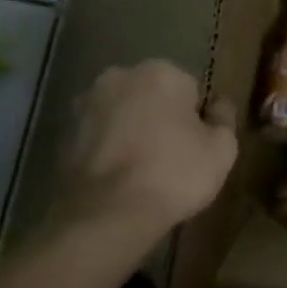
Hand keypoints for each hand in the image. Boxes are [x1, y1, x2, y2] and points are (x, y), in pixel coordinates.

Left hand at [48, 61, 237, 252]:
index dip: (195, 120)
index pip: (189, 90)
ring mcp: (84, 104)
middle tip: (171, 160)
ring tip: (141, 174)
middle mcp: (118, 77)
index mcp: (160, 72)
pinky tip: (117, 180)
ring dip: (131, 133)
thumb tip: (219, 105)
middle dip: (160, 119)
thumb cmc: (173, 174)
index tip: (196, 147)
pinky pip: (97, 138)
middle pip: (151, 97)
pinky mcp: (62, 134)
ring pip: (121, 115)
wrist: (106, 215)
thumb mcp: (222, 150)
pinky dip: (107, 151)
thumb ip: (225, 119)